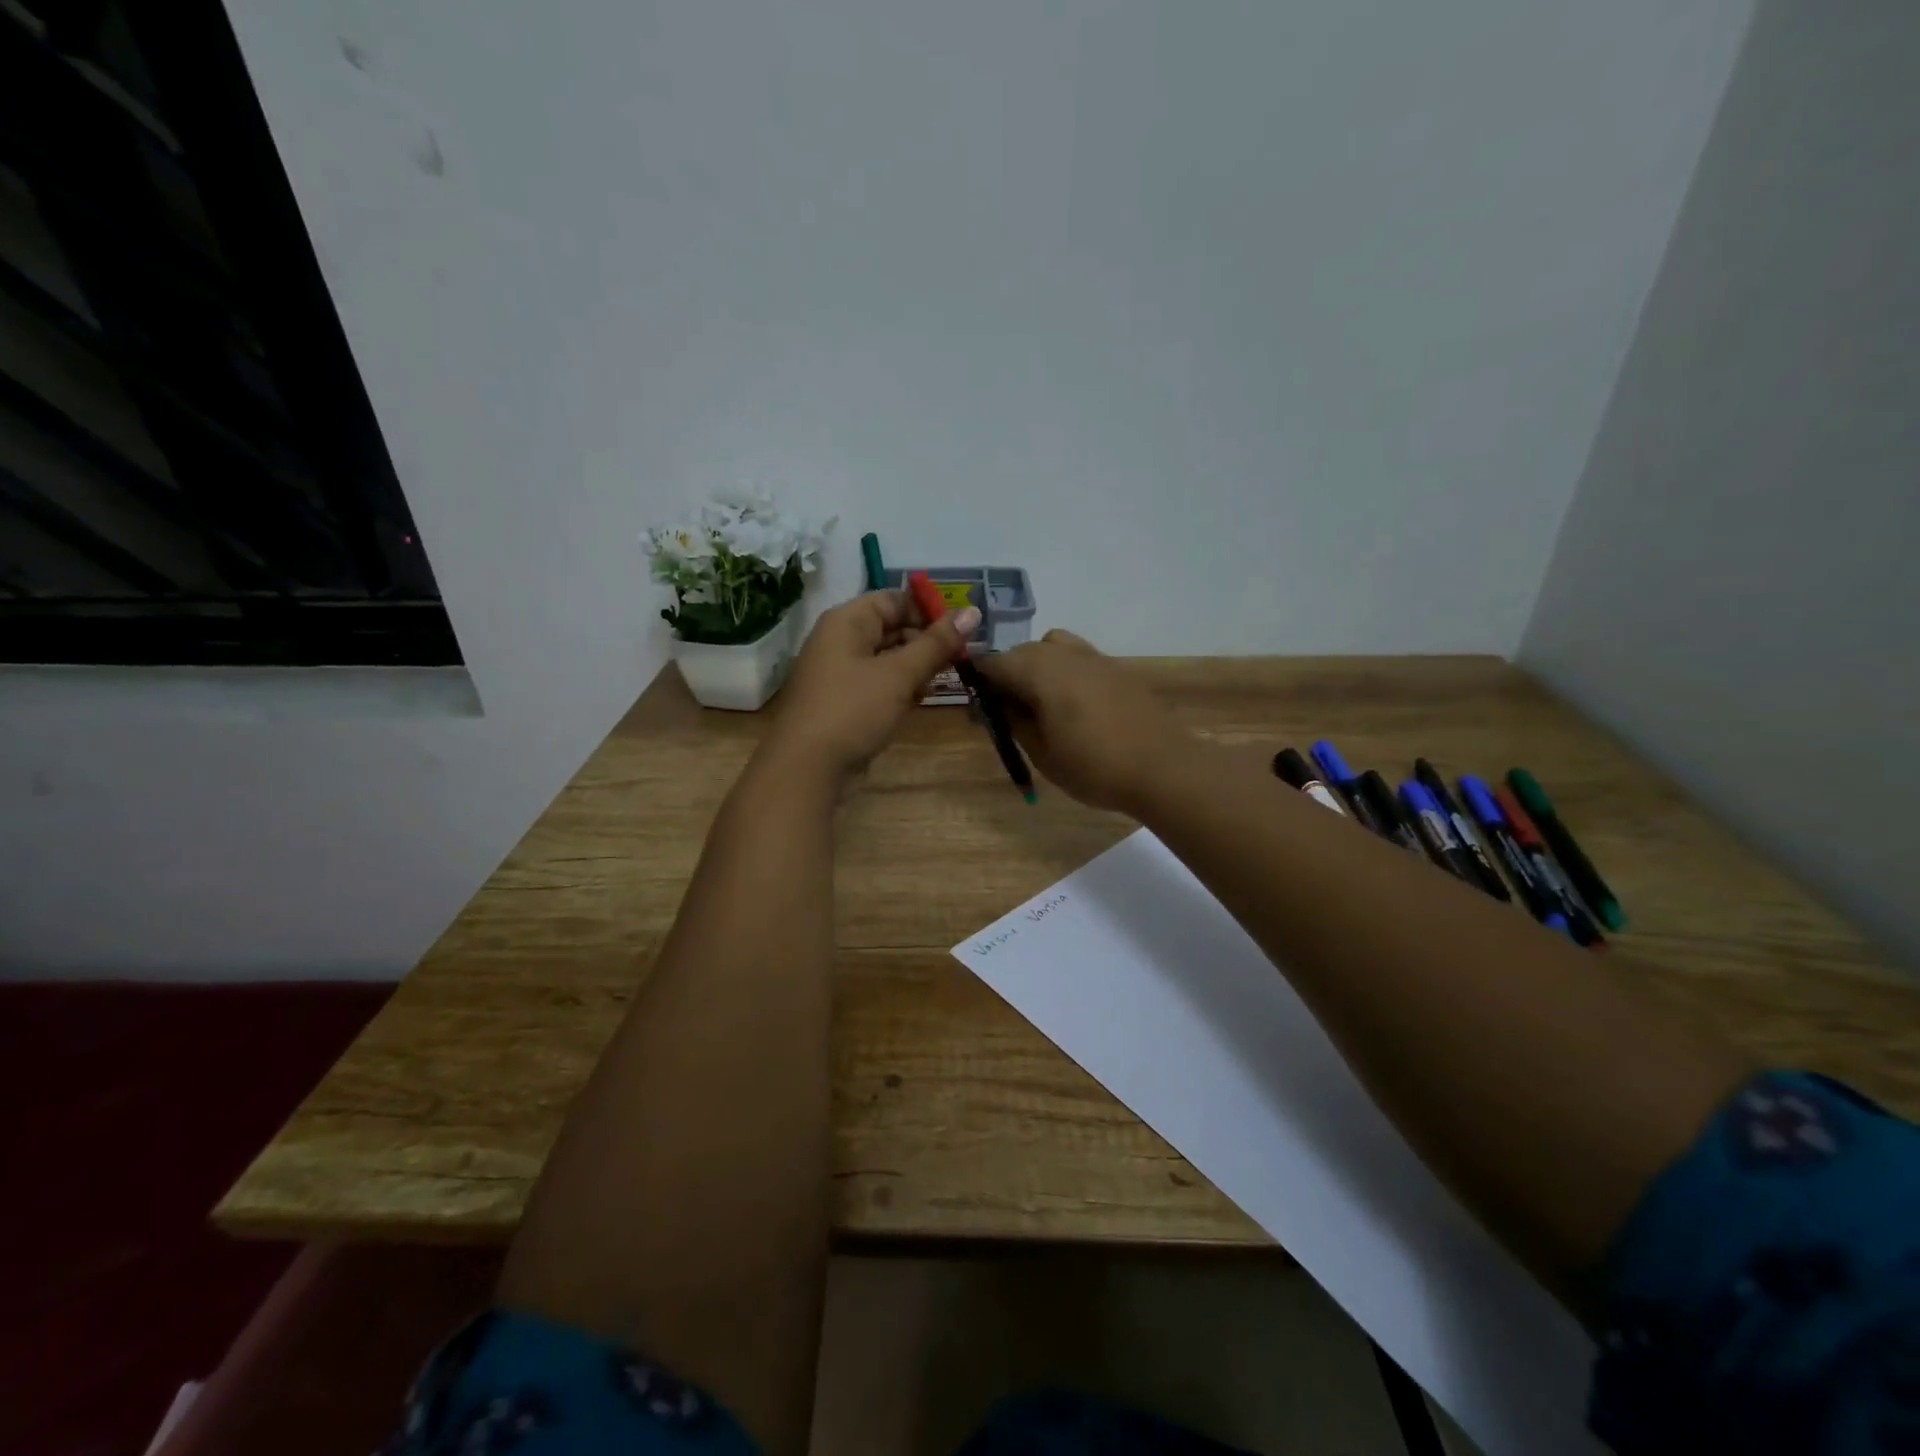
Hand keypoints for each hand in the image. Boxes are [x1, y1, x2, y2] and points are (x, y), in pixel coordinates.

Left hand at [763, 590, 979, 781]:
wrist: (806, 768)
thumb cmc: (853, 710)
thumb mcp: (899, 675)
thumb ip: (936, 644)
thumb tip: (973, 612)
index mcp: (847, 621)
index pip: (895, 600)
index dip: (929, 612)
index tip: (962, 632)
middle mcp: (840, 640)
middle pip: (892, 628)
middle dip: (926, 643)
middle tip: (959, 661)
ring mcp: (839, 672)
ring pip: (887, 658)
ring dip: (915, 668)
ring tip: (939, 683)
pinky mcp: (843, 701)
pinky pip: (877, 683)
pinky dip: (899, 688)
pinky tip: (916, 702)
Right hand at [972, 629, 1189, 814]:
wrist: (1164, 769)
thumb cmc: (1094, 767)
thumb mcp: (1042, 753)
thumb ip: (1014, 722)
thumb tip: (997, 705)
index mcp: (1039, 671)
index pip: (993, 664)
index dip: (979, 683)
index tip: (977, 710)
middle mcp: (1064, 654)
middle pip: (1022, 652)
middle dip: (1007, 675)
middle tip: (1006, 713)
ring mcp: (1095, 657)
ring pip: (1052, 648)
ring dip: (1037, 668)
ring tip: (1041, 705)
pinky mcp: (1117, 668)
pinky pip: (1078, 659)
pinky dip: (1064, 673)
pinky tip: (1073, 707)